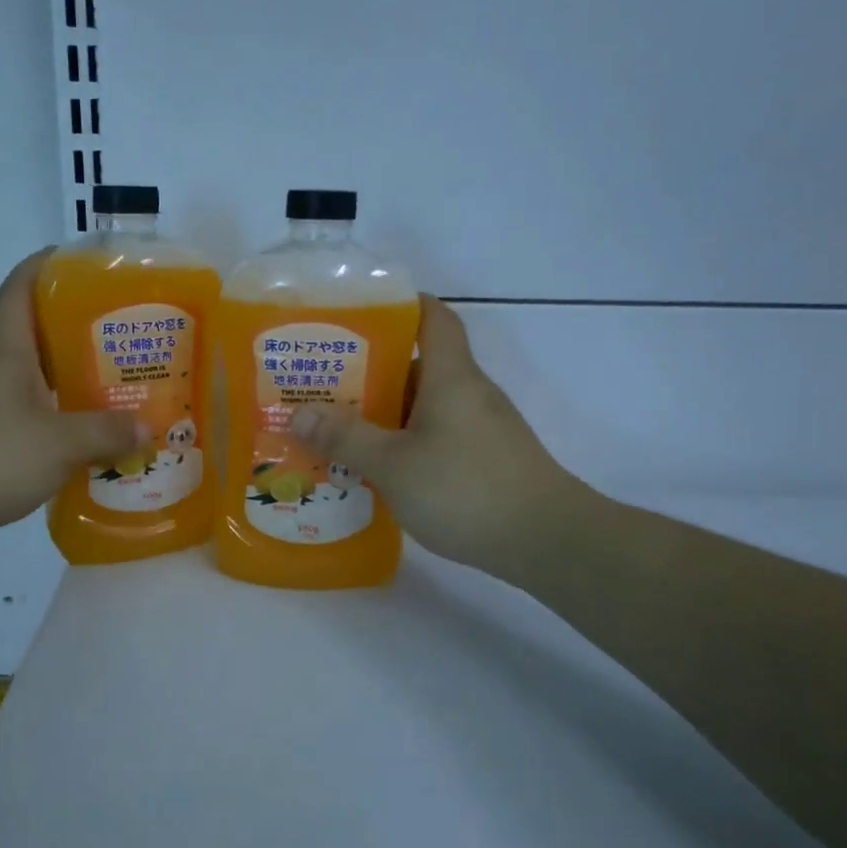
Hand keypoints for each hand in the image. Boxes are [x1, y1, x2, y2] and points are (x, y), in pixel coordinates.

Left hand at [0, 250, 149, 553]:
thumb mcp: (59, 443)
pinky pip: (34, 414)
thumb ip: (107, 433)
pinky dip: (63, 418)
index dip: (47, 265)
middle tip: (129, 336)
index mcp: (8, 351)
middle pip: (40, 332)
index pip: (21, 287)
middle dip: (83, 329)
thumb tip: (147, 429)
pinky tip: (92, 437)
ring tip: (122, 387)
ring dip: (76, 379)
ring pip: (40, 377)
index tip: (84, 262)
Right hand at [288, 296, 578, 576]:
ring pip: (425, 407)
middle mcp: (470, 393)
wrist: (548, 542)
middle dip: (371, 372)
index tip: (358, 314)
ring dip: (386, 415)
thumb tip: (299, 413)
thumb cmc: (466, 489)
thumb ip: (346, 438)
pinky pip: (437, 438)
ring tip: (338, 430)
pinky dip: (407, 444)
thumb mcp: (393, 464)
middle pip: (419, 365)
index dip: (401, 305)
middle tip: (324, 385)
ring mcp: (483, 428)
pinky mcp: (487, 460)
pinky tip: (378, 470)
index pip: (433, 317)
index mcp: (451, 376)